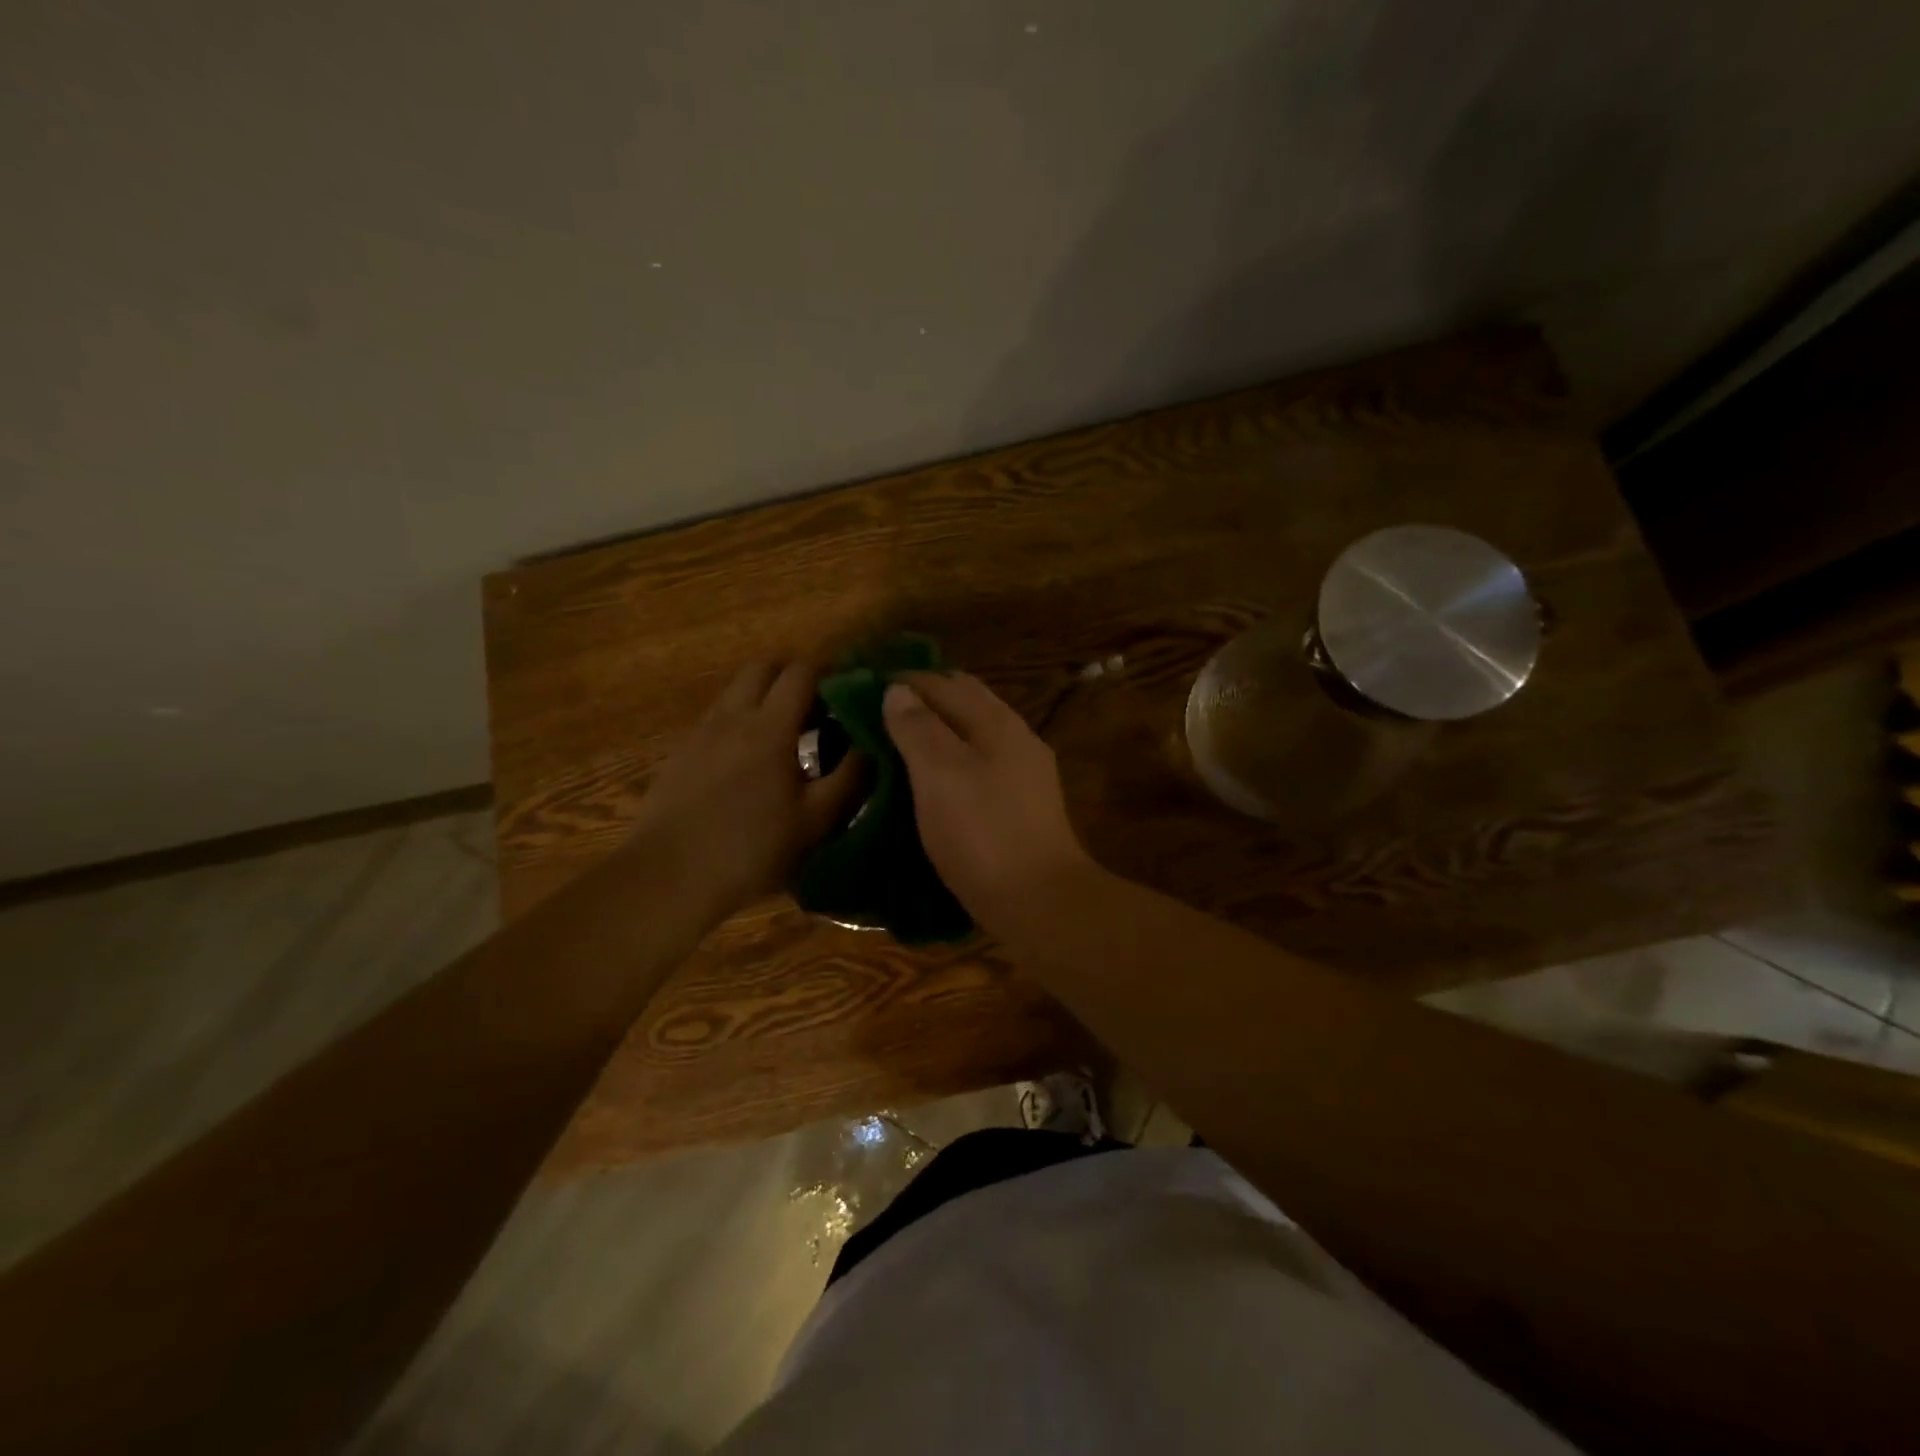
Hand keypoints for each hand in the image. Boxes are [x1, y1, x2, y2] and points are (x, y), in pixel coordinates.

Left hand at [629, 662, 862, 918]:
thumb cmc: (752, 849)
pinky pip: (719, 717)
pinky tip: (753, 760)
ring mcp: (701, 733)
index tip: (852, 686)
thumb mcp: (816, 821)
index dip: (830, 670)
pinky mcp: (682, 753)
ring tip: (790, 733)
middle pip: (763, 668)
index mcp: (769, 726)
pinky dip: (742, 719)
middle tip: (821, 705)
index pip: (801, 672)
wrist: (668, 876)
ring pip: (737, 691)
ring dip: (766, 696)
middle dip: (794, 674)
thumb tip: (873, 744)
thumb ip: (850, 777)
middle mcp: (732, 716)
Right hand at [882, 671, 1094, 933]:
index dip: (902, 681)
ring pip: (974, 733)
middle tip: (878, 714)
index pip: (942, 682)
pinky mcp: (1024, 804)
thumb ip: (918, 727)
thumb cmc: (981, 832)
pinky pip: (981, 763)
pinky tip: (934, 780)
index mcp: (995, 721)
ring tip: (899, 744)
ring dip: (938, 729)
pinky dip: (953, 758)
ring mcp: (1025, 772)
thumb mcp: (939, 774)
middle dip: (923, 699)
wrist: (1039, 900)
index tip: (863, 689)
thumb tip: (899, 690)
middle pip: (964, 701)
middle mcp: (1016, 737)